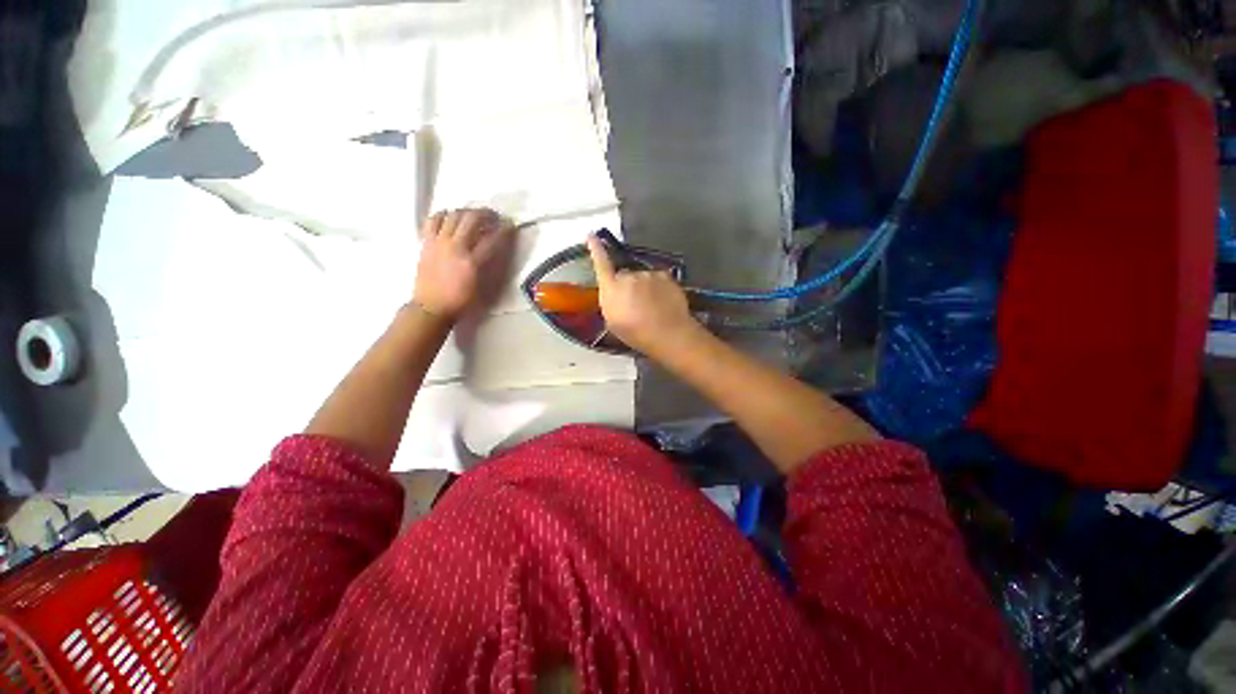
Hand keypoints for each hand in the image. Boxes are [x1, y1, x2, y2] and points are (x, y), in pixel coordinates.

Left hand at [415, 208, 513, 321]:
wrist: (432, 307)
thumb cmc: (461, 301)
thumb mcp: (482, 287)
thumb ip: (489, 266)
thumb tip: (496, 250)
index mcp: (472, 262)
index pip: (492, 239)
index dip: (504, 230)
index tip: (510, 225)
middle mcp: (455, 247)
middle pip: (472, 219)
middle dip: (486, 214)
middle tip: (493, 216)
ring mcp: (439, 242)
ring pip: (453, 215)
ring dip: (466, 211)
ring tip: (473, 215)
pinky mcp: (426, 242)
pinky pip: (433, 220)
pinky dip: (443, 214)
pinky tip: (449, 217)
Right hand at [587, 234, 702, 357]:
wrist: (667, 333)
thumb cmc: (636, 333)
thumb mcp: (613, 322)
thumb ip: (610, 303)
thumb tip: (613, 295)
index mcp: (611, 289)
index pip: (601, 263)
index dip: (596, 248)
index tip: (591, 235)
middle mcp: (628, 276)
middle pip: (624, 275)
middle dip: (627, 286)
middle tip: (635, 305)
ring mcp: (648, 274)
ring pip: (643, 278)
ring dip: (644, 288)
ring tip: (652, 307)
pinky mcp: (665, 276)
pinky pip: (658, 279)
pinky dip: (659, 288)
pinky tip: (663, 303)